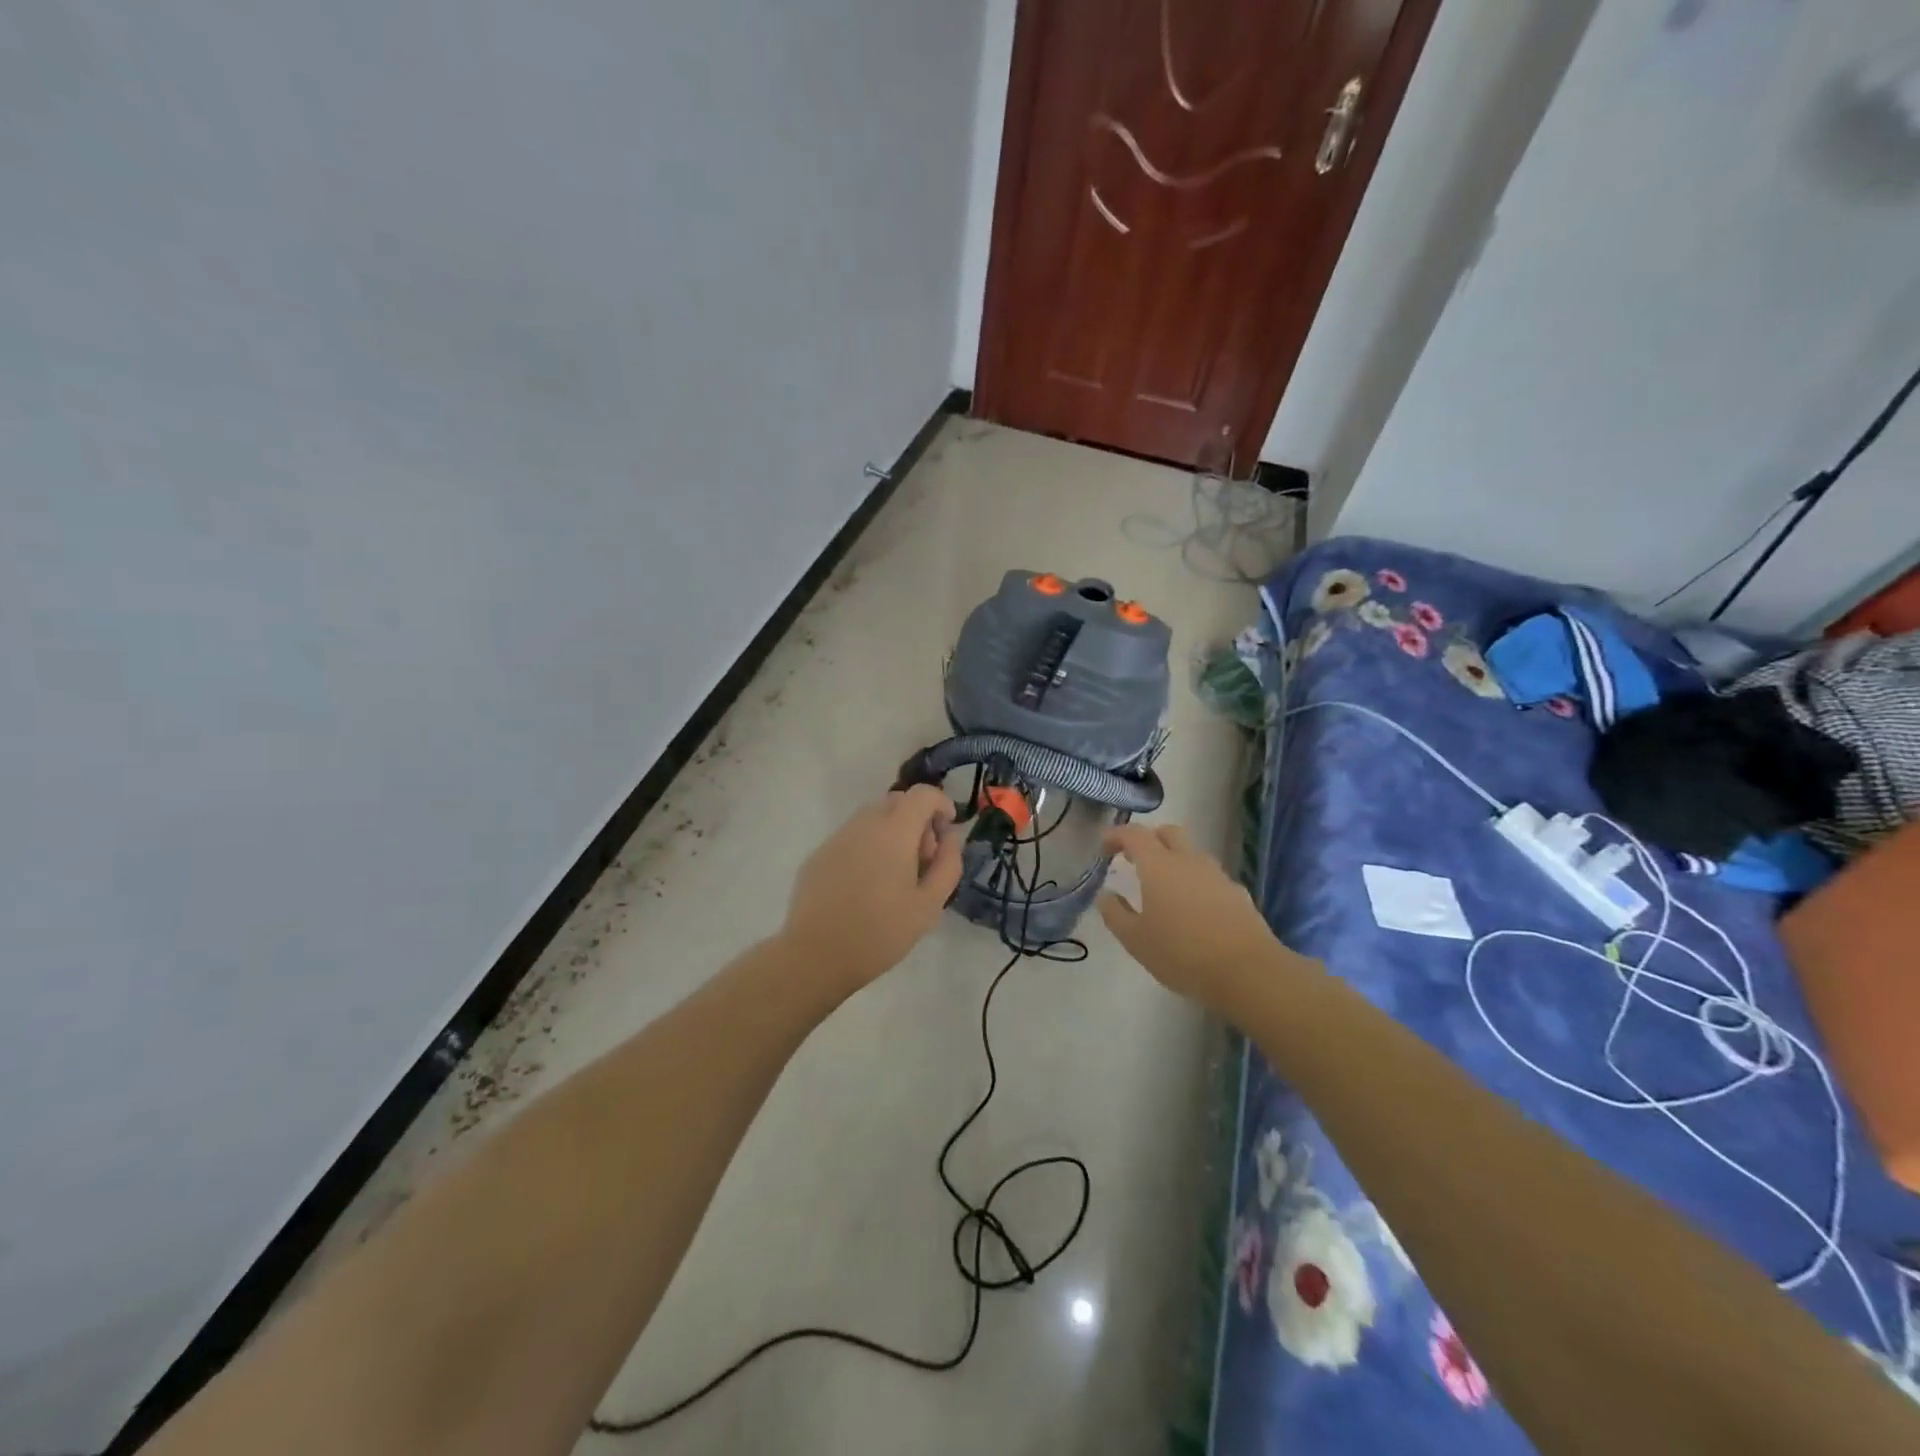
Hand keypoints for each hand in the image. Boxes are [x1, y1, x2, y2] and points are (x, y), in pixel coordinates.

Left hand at [780, 785, 964, 994]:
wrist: (816, 956)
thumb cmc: (881, 932)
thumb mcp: (930, 905)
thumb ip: (947, 864)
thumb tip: (949, 837)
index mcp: (894, 831)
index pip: (922, 794)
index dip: (941, 804)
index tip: (946, 832)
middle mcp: (864, 824)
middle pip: (897, 801)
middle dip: (917, 820)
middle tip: (922, 860)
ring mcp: (837, 838)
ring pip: (872, 818)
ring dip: (892, 833)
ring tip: (895, 877)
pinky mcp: (818, 855)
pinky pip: (852, 838)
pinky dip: (868, 847)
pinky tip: (866, 887)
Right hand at [1098, 823, 1282, 1012]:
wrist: (1248, 972)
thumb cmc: (1182, 954)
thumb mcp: (1136, 940)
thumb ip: (1115, 914)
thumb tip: (1107, 895)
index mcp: (1159, 865)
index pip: (1134, 834)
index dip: (1116, 836)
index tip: (1104, 848)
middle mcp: (1189, 861)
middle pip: (1168, 833)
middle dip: (1149, 840)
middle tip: (1134, 860)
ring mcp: (1217, 875)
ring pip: (1192, 854)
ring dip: (1174, 861)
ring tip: (1163, 888)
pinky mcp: (1238, 894)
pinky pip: (1210, 878)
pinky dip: (1195, 883)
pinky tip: (1193, 910)